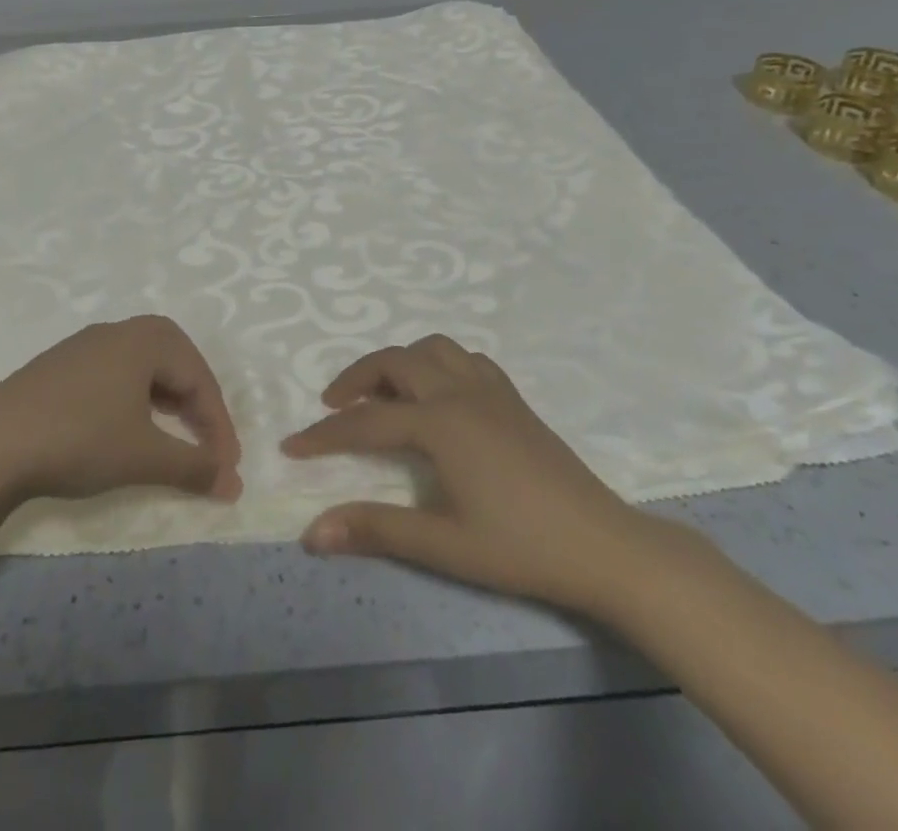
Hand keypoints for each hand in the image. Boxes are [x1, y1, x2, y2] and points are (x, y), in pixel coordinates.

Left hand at [0, 316, 243, 508]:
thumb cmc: (80, 439)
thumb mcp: (144, 456)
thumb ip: (194, 467)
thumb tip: (235, 485)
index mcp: (146, 338)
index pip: (199, 378)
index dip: (219, 425)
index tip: (227, 468)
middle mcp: (119, 331)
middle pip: (175, 363)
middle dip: (196, 406)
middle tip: (206, 446)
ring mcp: (84, 345)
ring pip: (144, 368)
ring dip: (166, 402)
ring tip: (171, 438)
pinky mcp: (60, 365)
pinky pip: (115, 374)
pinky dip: (134, 400)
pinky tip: (125, 428)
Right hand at [281, 334, 674, 615]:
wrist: (606, 547)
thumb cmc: (522, 548)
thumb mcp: (444, 545)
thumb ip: (376, 530)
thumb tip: (312, 532)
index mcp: (440, 423)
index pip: (366, 422)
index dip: (325, 435)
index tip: (291, 446)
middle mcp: (460, 392)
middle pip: (394, 363)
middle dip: (356, 379)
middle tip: (334, 407)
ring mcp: (491, 390)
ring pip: (432, 348)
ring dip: (399, 362)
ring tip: (384, 394)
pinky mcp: (513, 398)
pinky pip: (466, 359)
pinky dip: (439, 363)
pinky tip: (439, 393)